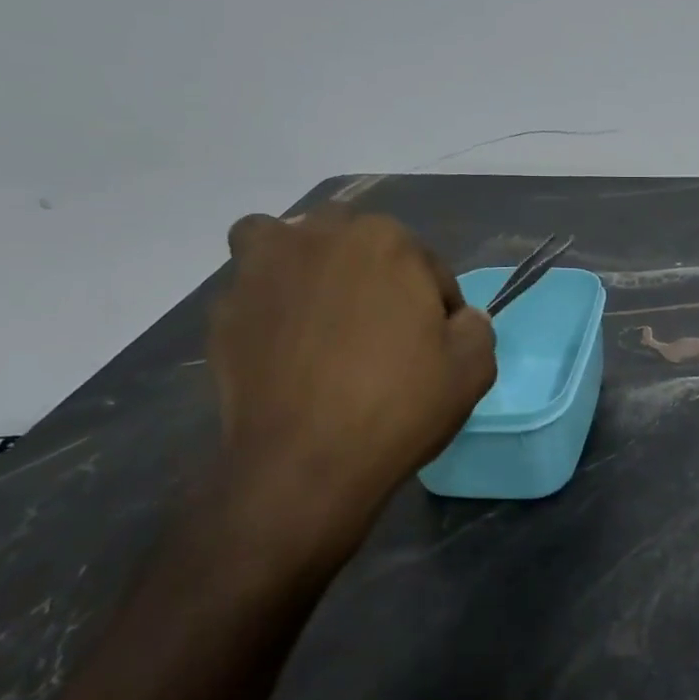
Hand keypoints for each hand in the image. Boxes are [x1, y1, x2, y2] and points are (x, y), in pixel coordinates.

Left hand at [208, 208, 495, 571]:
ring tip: (321, 314)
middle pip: (356, 243)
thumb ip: (474, 326)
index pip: (426, 264)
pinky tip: (285, 346)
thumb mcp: (474, 367)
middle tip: (383, 329)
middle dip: (375, 276)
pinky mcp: (223, 310)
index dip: (438, 304)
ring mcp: (261, 270)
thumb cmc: (399, 405)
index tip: (436, 343)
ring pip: (286, 244)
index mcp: (387, 241)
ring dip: (306, 266)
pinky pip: (253, 290)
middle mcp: (319, 237)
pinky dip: (270, 306)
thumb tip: (457, 319)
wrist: (306, 462)